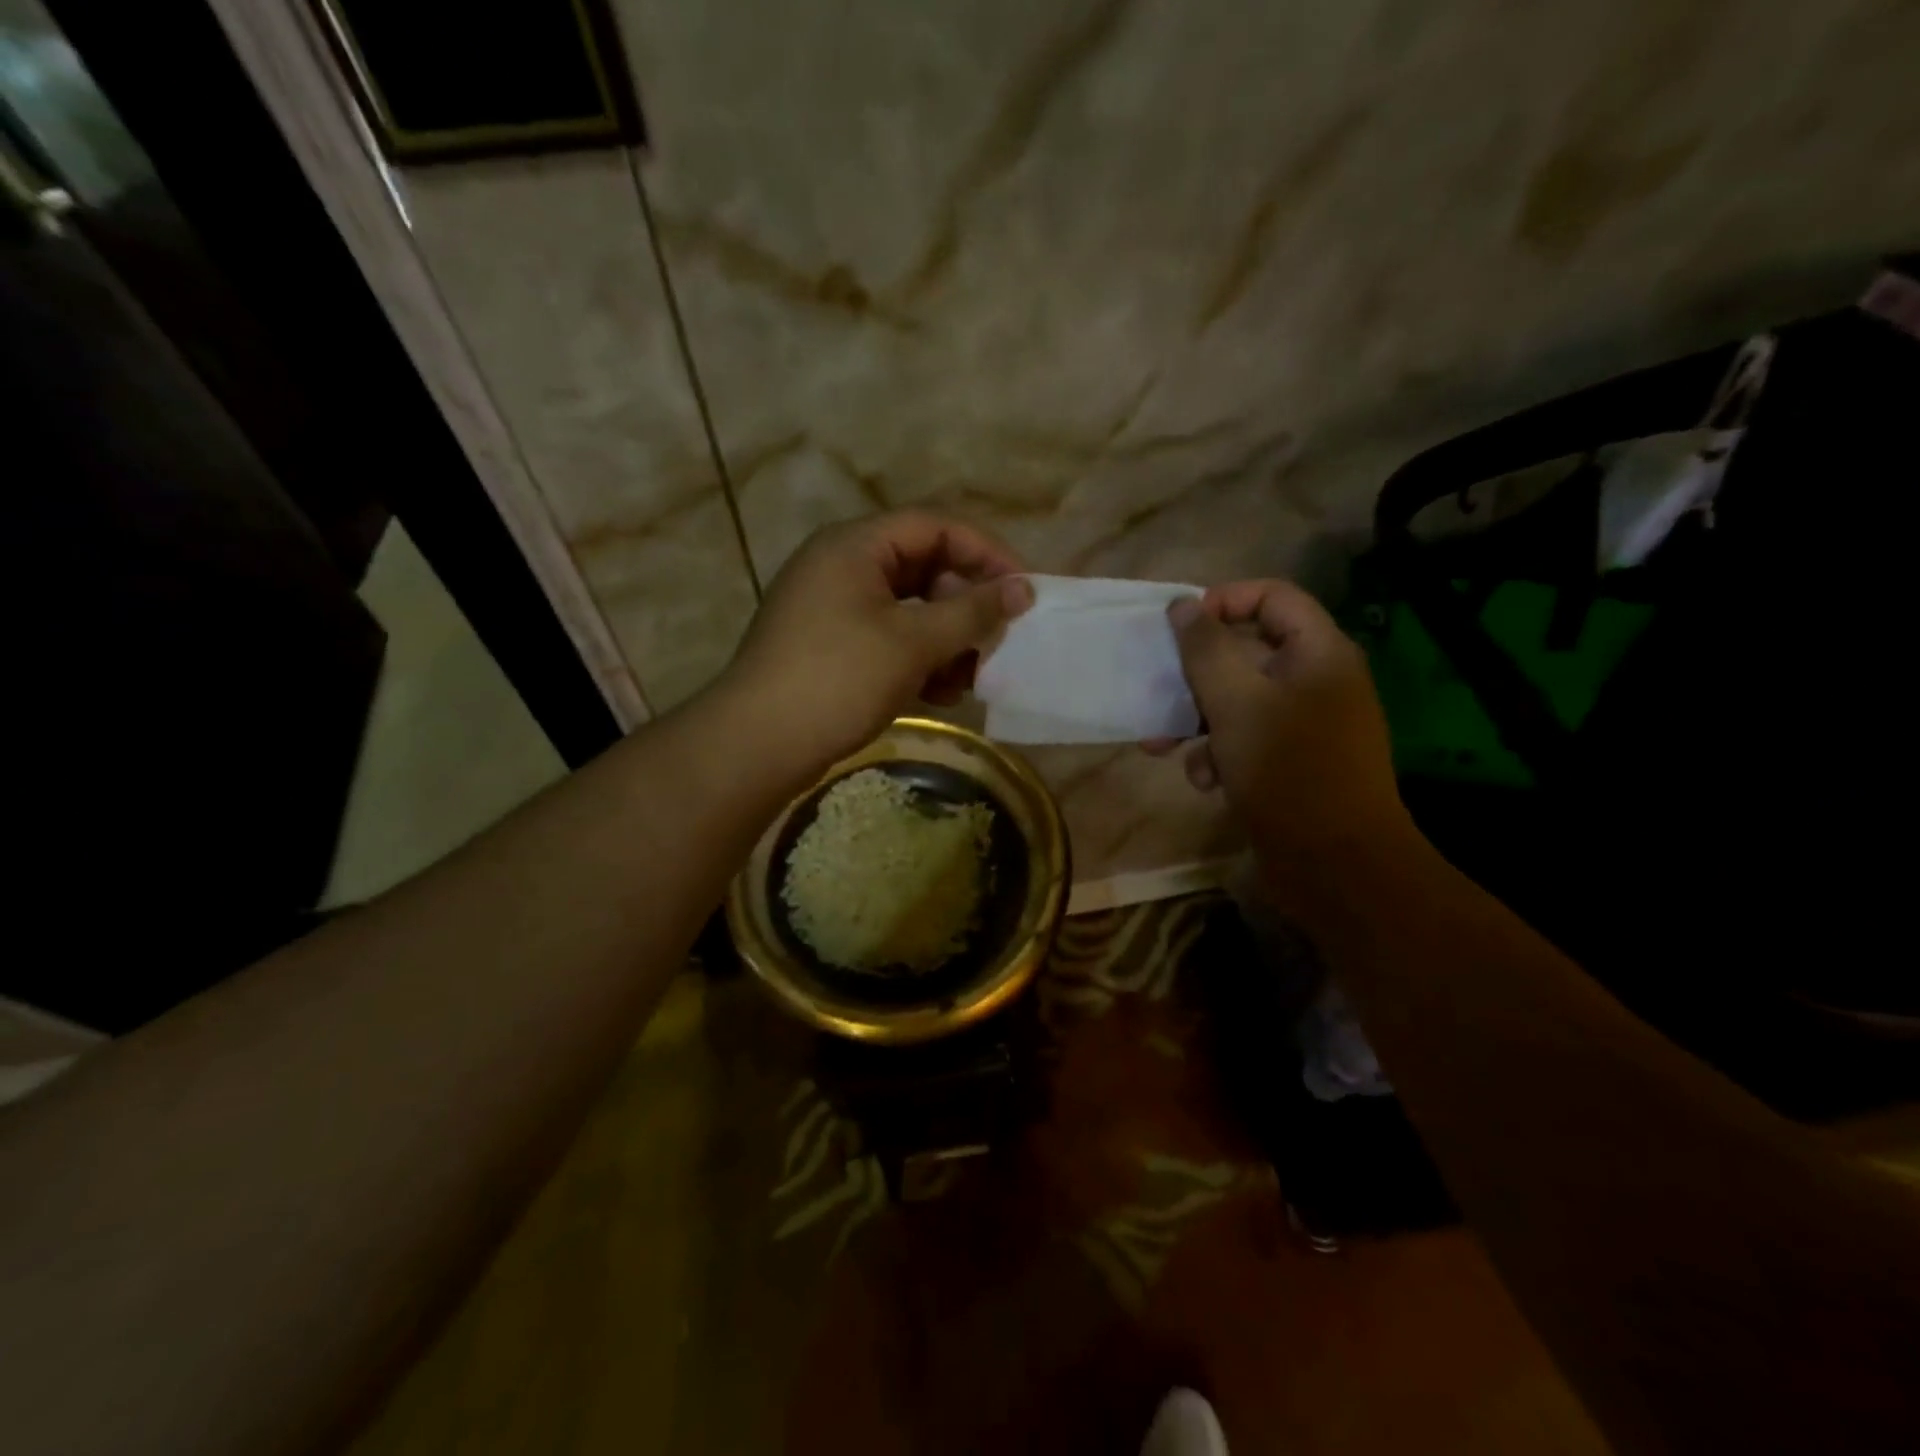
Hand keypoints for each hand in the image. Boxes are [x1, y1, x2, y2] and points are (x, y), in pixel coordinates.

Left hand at [719, 511, 1032, 770]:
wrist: (757, 744)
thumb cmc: (838, 679)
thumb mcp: (913, 643)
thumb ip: (972, 612)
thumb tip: (1023, 589)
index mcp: (855, 545)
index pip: (935, 526)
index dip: (985, 552)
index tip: (1023, 590)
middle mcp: (842, 566)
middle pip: (924, 567)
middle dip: (966, 605)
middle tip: (999, 639)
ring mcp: (832, 608)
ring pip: (909, 609)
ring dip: (946, 639)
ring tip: (971, 676)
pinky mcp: (830, 646)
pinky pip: (888, 638)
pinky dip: (919, 659)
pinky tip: (939, 694)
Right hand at [1148, 581, 1408, 861]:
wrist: (1335, 865)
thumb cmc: (1286, 770)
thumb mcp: (1234, 702)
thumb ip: (1205, 649)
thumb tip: (1183, 605)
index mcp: (1318, 653)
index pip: (1273, 596)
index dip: (1223, 600)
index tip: (1178, 626)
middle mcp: (1316, 680)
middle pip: (1247, 651)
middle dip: (1194, 675)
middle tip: (1156, 690)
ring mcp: (1305, 724)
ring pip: (1238, 700)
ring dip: (1195, 720)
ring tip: (1159, 746)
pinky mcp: (1291, 762)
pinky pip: (1246, 739)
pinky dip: (1219, 753)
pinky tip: (1204, 781)